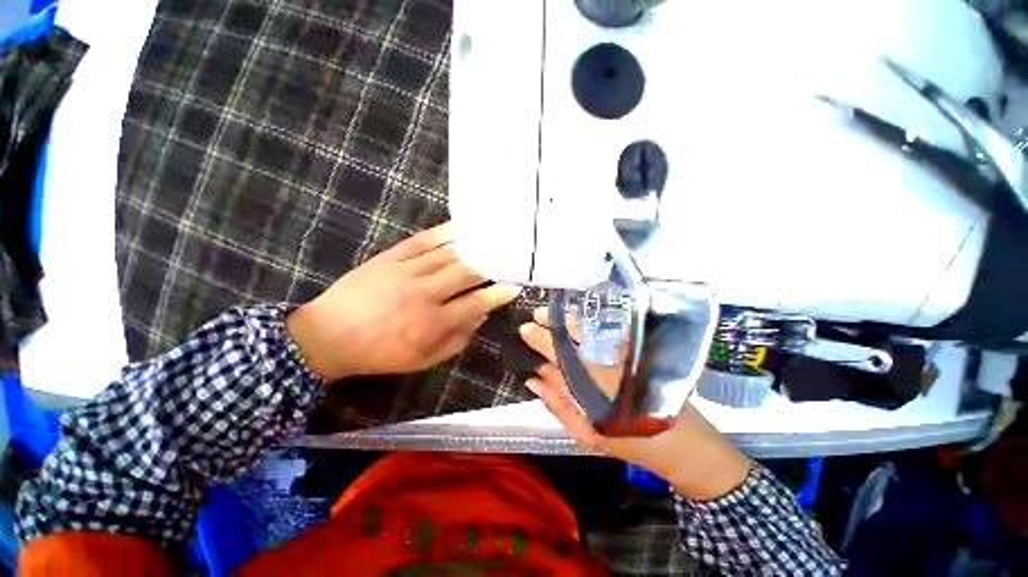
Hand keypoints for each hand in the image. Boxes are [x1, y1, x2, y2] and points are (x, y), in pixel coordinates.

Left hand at [287, 223, 521, 380]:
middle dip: (491, 266)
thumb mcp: (424, 359)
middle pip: (466, 273)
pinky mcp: (389, 257)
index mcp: (432, 322)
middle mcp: (424, 294)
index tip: (514, 286)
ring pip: (448, 254)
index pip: (475, 303)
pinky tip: (460, 228)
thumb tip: (481, 315)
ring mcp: (406, 272)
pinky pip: (422, 241)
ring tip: (491, 241)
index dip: (498, 294)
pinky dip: (444, 233)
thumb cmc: (381, 353)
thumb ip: (457, 339)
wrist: (329, 336)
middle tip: (506, 259)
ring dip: (473, 247)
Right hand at [519, 308, 751, 500]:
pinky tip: (581, 318)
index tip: (525, 329)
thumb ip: (557, 404)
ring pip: (590, 330)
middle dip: (552, 323)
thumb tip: (532, 379)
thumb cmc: (628, 441)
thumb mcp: (586, 432)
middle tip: (535, 313)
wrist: (681, 441)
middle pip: (572, 337)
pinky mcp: (635, 352)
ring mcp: (621, 355)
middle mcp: (604, 362)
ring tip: (553, 312)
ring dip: (569, 319)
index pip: (557, 354)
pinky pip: (607, 332)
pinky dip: (590, 323)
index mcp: (589, 383)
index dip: (540, 340)